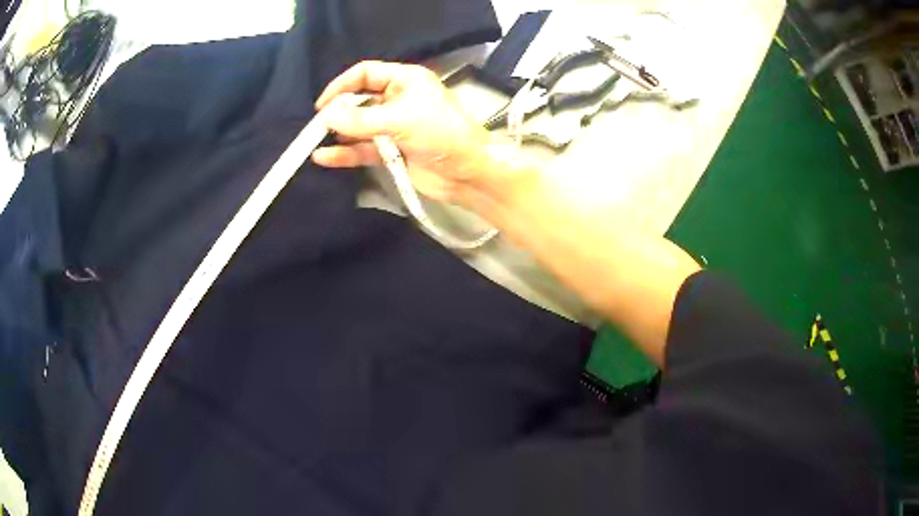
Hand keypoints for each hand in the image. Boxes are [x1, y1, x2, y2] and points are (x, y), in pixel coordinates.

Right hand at [313, 61, 494, 202]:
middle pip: (359, 100)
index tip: (322, 104)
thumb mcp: (400, 120)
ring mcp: (394, 126)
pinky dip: (345, 154)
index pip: (366, 73)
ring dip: (338, 134)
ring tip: (314, 143)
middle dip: (338, 112)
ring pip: (359, 127)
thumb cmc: (441, 134)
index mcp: (405, 80)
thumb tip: (326, 117)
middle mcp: (397, 99)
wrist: (468, 174)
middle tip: (317, 127)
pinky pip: (363, 149)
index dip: (341, 85)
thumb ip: (361, 119)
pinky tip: (324, 158)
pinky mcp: (392, 150)